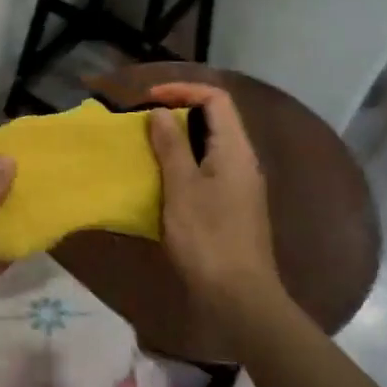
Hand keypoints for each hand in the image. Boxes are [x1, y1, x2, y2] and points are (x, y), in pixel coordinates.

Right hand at [143, 83, 282, 312]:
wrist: (238, 296)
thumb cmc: (207, 238)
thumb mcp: (182, 188)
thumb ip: (172, 146)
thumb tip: (160, 112)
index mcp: (236, 150)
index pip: (216, 98)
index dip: (182, 90)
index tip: (148, 100)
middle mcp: (243, 161)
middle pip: (215, 119)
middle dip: (178, 113)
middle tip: (143, 122)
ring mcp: (240, 186)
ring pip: (210, 146)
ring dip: (179, 141)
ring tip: (146, 147)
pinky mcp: (232, 207)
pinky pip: (208, 170)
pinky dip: (184, 165)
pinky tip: (161, 181)